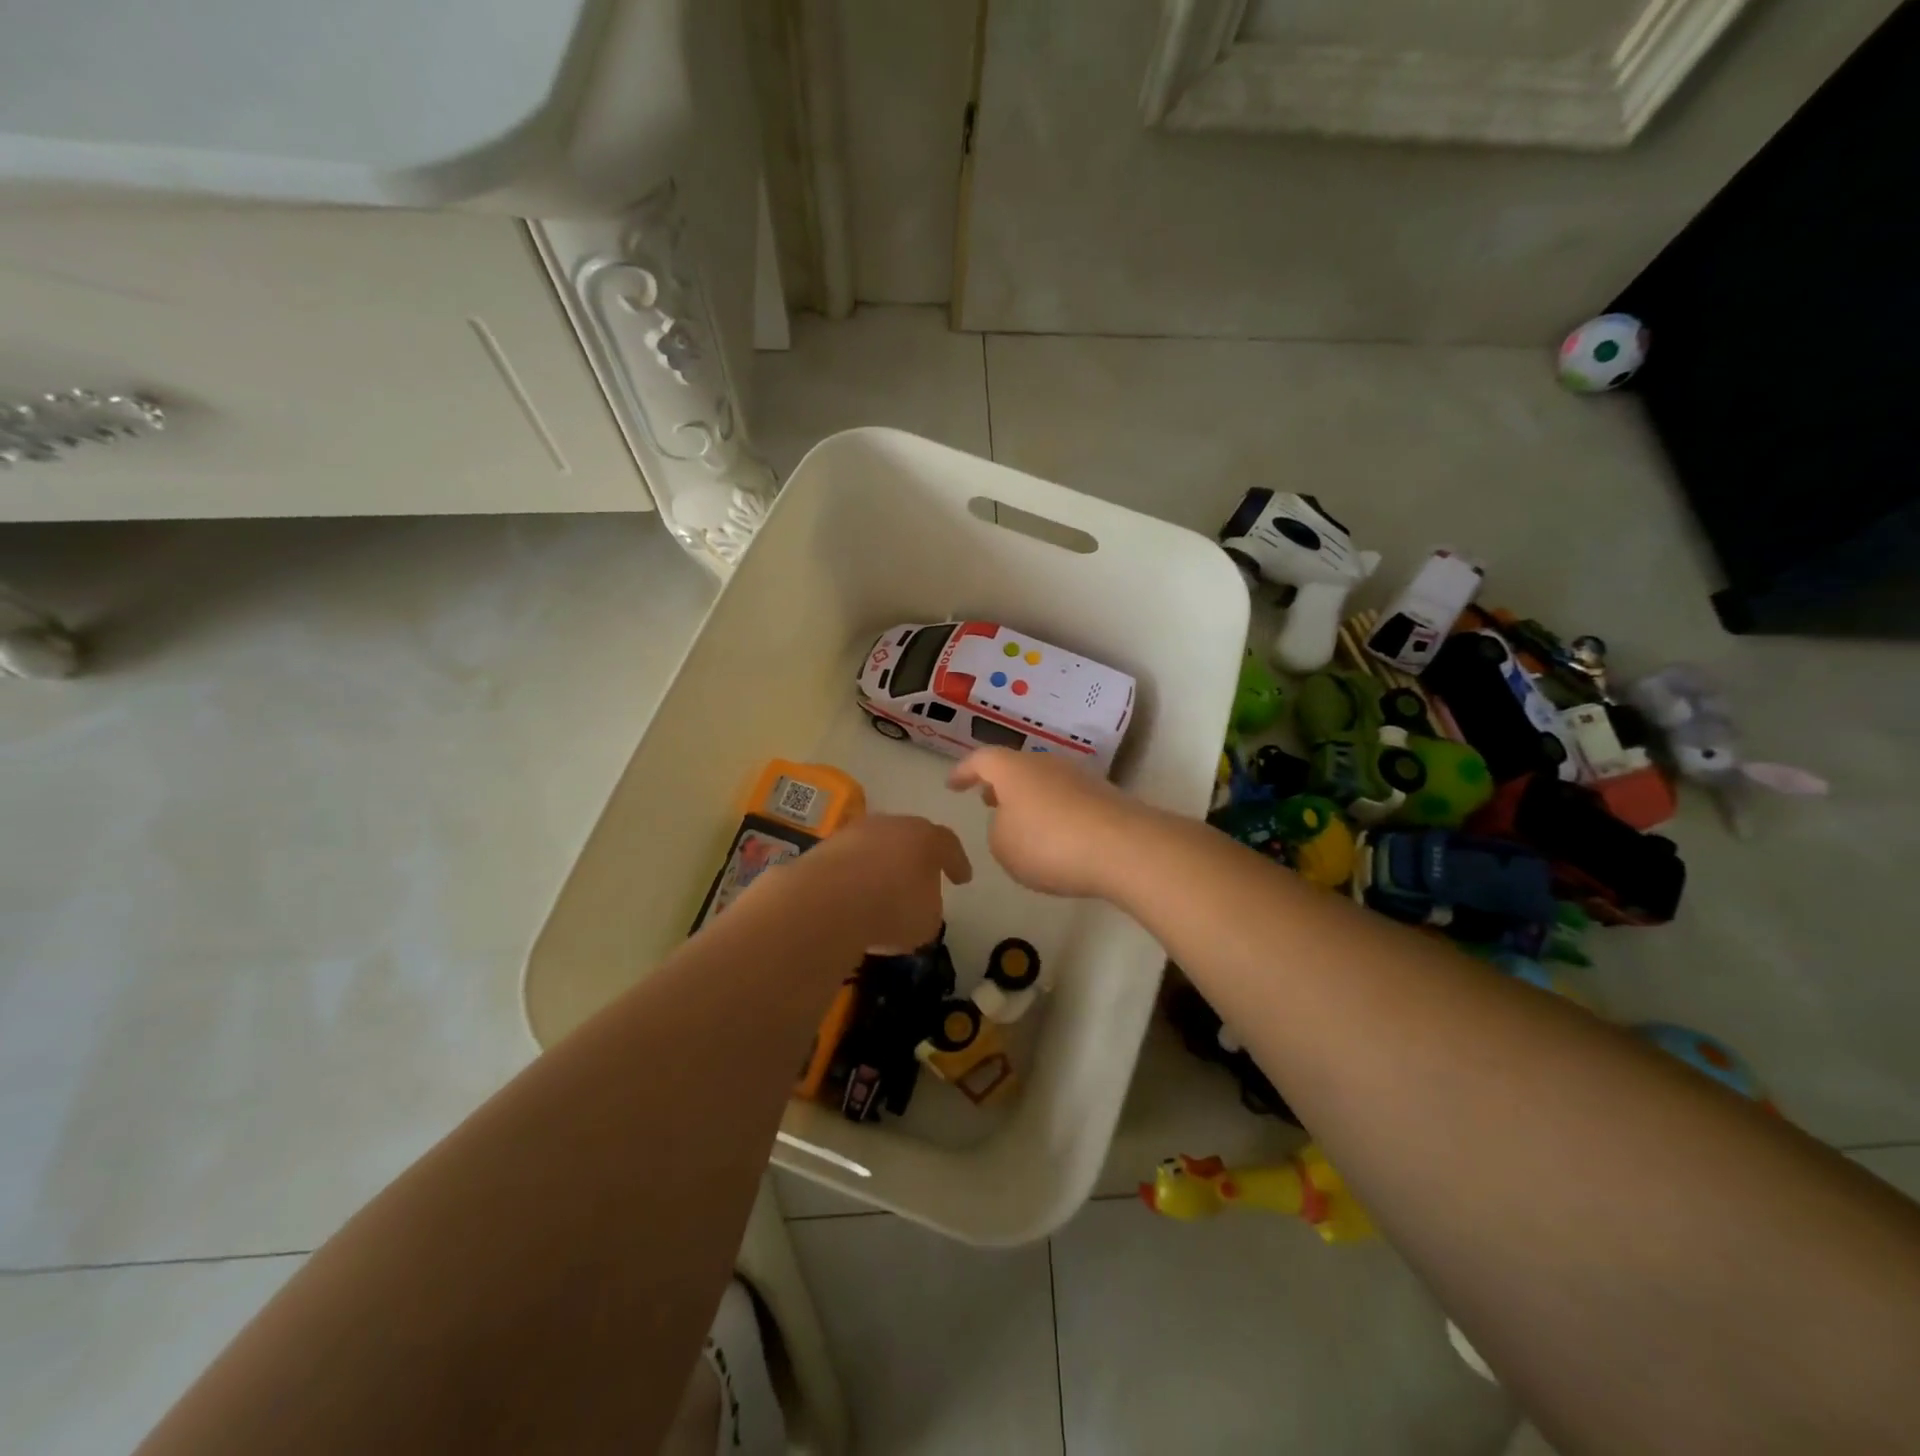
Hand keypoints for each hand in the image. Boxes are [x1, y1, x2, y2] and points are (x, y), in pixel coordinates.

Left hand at [768, 814, 971, 954]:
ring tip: (883, 893)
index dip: (957, 863)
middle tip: (921, 880)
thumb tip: (919, 905)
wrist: (826, 901)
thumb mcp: (927, 920)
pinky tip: (855, 899)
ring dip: (882, 867)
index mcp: (926, 838)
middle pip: (910, 839)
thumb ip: (930, 908)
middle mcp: (892, 825)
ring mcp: (855, 832)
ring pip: (877, 848)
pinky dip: (856, 877)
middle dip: (916, 860)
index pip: (949, 845)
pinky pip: (850, 863)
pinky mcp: (825, 847)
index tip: (962, 879)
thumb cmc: (891, 908)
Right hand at [947, 749, 1148, 898]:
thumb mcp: (1004, 846)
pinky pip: (1067, 800)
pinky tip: (1055, 837)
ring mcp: (1079, 777)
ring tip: (1020, 823)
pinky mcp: (1104, 797)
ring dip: (1028, 799)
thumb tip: (1012, 821)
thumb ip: (998, 830)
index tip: (952, 784)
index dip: (963, 771)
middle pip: (1017, 767)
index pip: (981, 760)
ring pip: (1044, 782)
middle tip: (987, 800)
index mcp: (1013, 769)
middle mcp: (1046, 763)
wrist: (1123, 847)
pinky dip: (1054, 813)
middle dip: (1000, 785)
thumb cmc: (1049, 844)